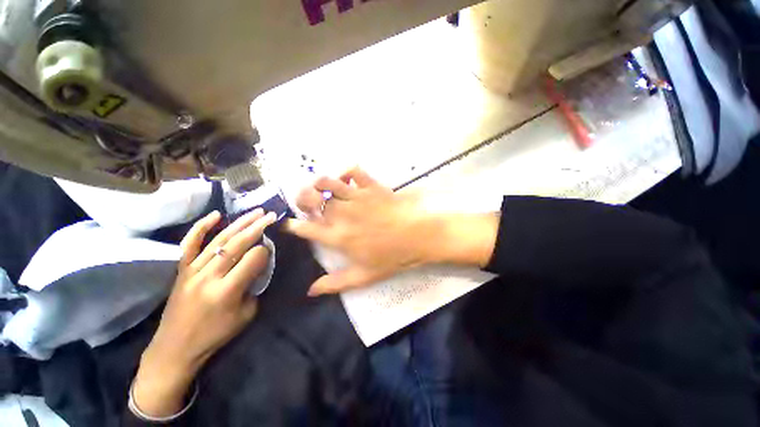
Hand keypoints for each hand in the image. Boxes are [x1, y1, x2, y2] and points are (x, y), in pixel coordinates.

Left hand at [132, 209, 276, 416]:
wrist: (175, 348)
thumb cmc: (215, 335)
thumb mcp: (246, 314)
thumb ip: (255, 286)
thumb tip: (260, 264)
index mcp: (227, 291)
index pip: (252, 259)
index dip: (265, 251)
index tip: (270, 250)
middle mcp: (208, 276)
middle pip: (237, 244)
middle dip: (257, 227)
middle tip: (270, 215)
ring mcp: (191, 270)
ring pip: (219, 240)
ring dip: (239, 223)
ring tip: (255, 211)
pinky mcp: (181, 269)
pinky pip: (189, 244)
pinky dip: (201, 227)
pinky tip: (215, 215)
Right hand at [284, 168, 440, 295]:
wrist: (419, 234)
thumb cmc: (393, 256)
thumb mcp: (365, 276)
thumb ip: (336, 283)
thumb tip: (311, 291)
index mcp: (338, 237)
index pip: (306, 229)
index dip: (293, 226)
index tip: (289, 224)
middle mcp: (342, 214)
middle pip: (313, 201)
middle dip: (303, 201)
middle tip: (306, 203)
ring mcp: (357, 197)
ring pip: (328, 183)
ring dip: (319, 184)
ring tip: (319, 188)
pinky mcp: (371, 186)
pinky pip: (354, 172)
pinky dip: (346, 171)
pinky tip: (345, 178)